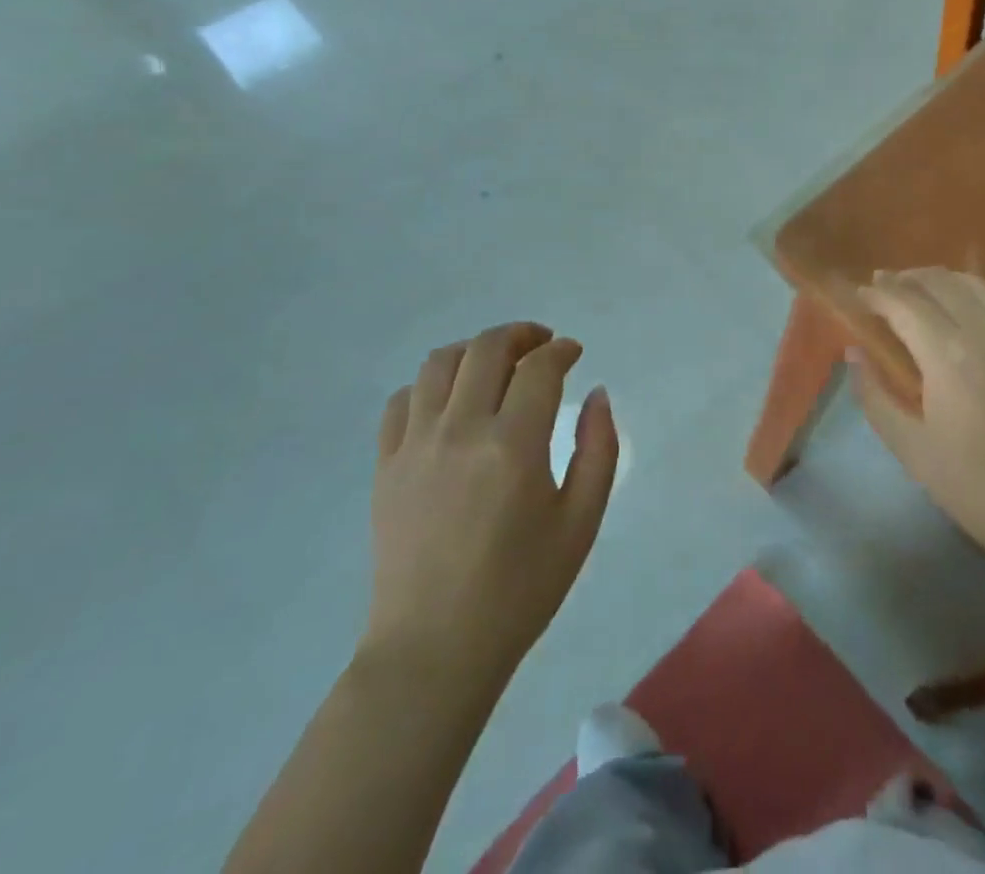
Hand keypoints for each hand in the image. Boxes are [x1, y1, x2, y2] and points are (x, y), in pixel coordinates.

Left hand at [361, 323, 618, 676]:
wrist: (435, 650)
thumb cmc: (520, 589)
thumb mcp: (581, 522)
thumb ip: (599, 449)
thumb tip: (597, 394)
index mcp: (513, 445)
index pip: (539, 368)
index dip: (561, 350)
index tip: (573, 353)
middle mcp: (460, 430)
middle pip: (487, 349)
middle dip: (521, 334)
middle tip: (541, 346)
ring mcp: (415, 445)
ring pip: (440, 363)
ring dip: (474, 350)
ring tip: (496, 364)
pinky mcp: (385, 465)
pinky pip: (402, 400)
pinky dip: (430, 384)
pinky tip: (449, 402)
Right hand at [851, 269, 984, 586]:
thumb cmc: (975, 487)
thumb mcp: (911, 449)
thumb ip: (875, 395)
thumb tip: (855, 353)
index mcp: (949, 356)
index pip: (905, 303)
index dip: (878, 294)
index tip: (859, 295)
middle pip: (941, 283)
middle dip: (906, 278)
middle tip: (882, 286)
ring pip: (976, 285)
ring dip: (941, 279)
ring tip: (919, 288)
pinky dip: (975, 296)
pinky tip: (966, 311)